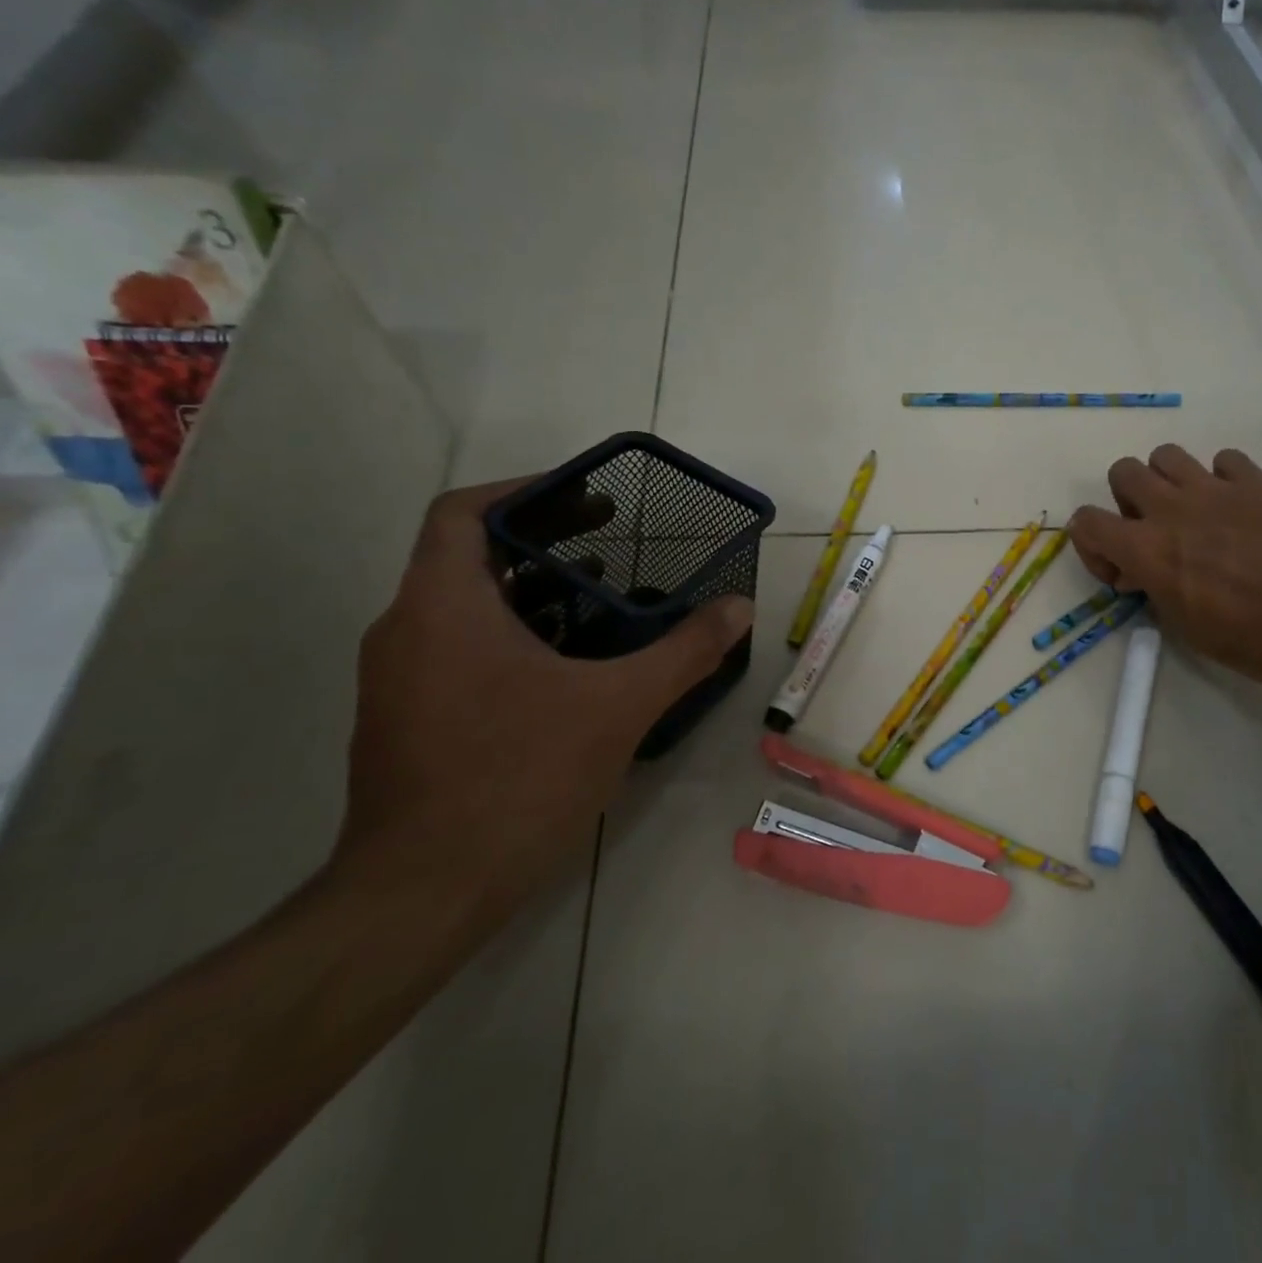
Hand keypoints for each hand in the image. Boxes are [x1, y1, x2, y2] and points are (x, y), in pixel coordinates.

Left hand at [341, 480, 752, 918]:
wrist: (422, 894)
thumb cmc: (516, 778)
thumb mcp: (619, 706)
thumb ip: (685, 650)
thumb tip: (740, 608)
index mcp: (443, 606)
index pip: (462, 512)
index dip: (523, 490)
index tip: (584, 496)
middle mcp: (406, 630)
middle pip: (470, 556)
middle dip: (545, 542)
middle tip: (613, 542)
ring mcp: (399, 679)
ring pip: (467, 607)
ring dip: (534, 593)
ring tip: (603, 600)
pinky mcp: (406, 719)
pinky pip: (460, 649)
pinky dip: (514, 637)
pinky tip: (570, 669)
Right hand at [1067, 445, 1261, 692]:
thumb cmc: (1257, 640)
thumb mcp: (1188, 630)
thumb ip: (1155, 592)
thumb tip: (1142, 574)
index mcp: (1148, 550)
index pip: (1085, 522)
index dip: (1091, 545)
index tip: (1121, 573)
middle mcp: (1173, 509)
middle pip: (1123, 471)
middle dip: (1127, 501)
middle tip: (1153, 533)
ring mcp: (1216, 488)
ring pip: (1166, 455)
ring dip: (1168, 482)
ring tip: (1191, 513)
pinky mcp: (1257, 481)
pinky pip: (1223, 460)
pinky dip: (1221, 479)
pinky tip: (1238, 509)